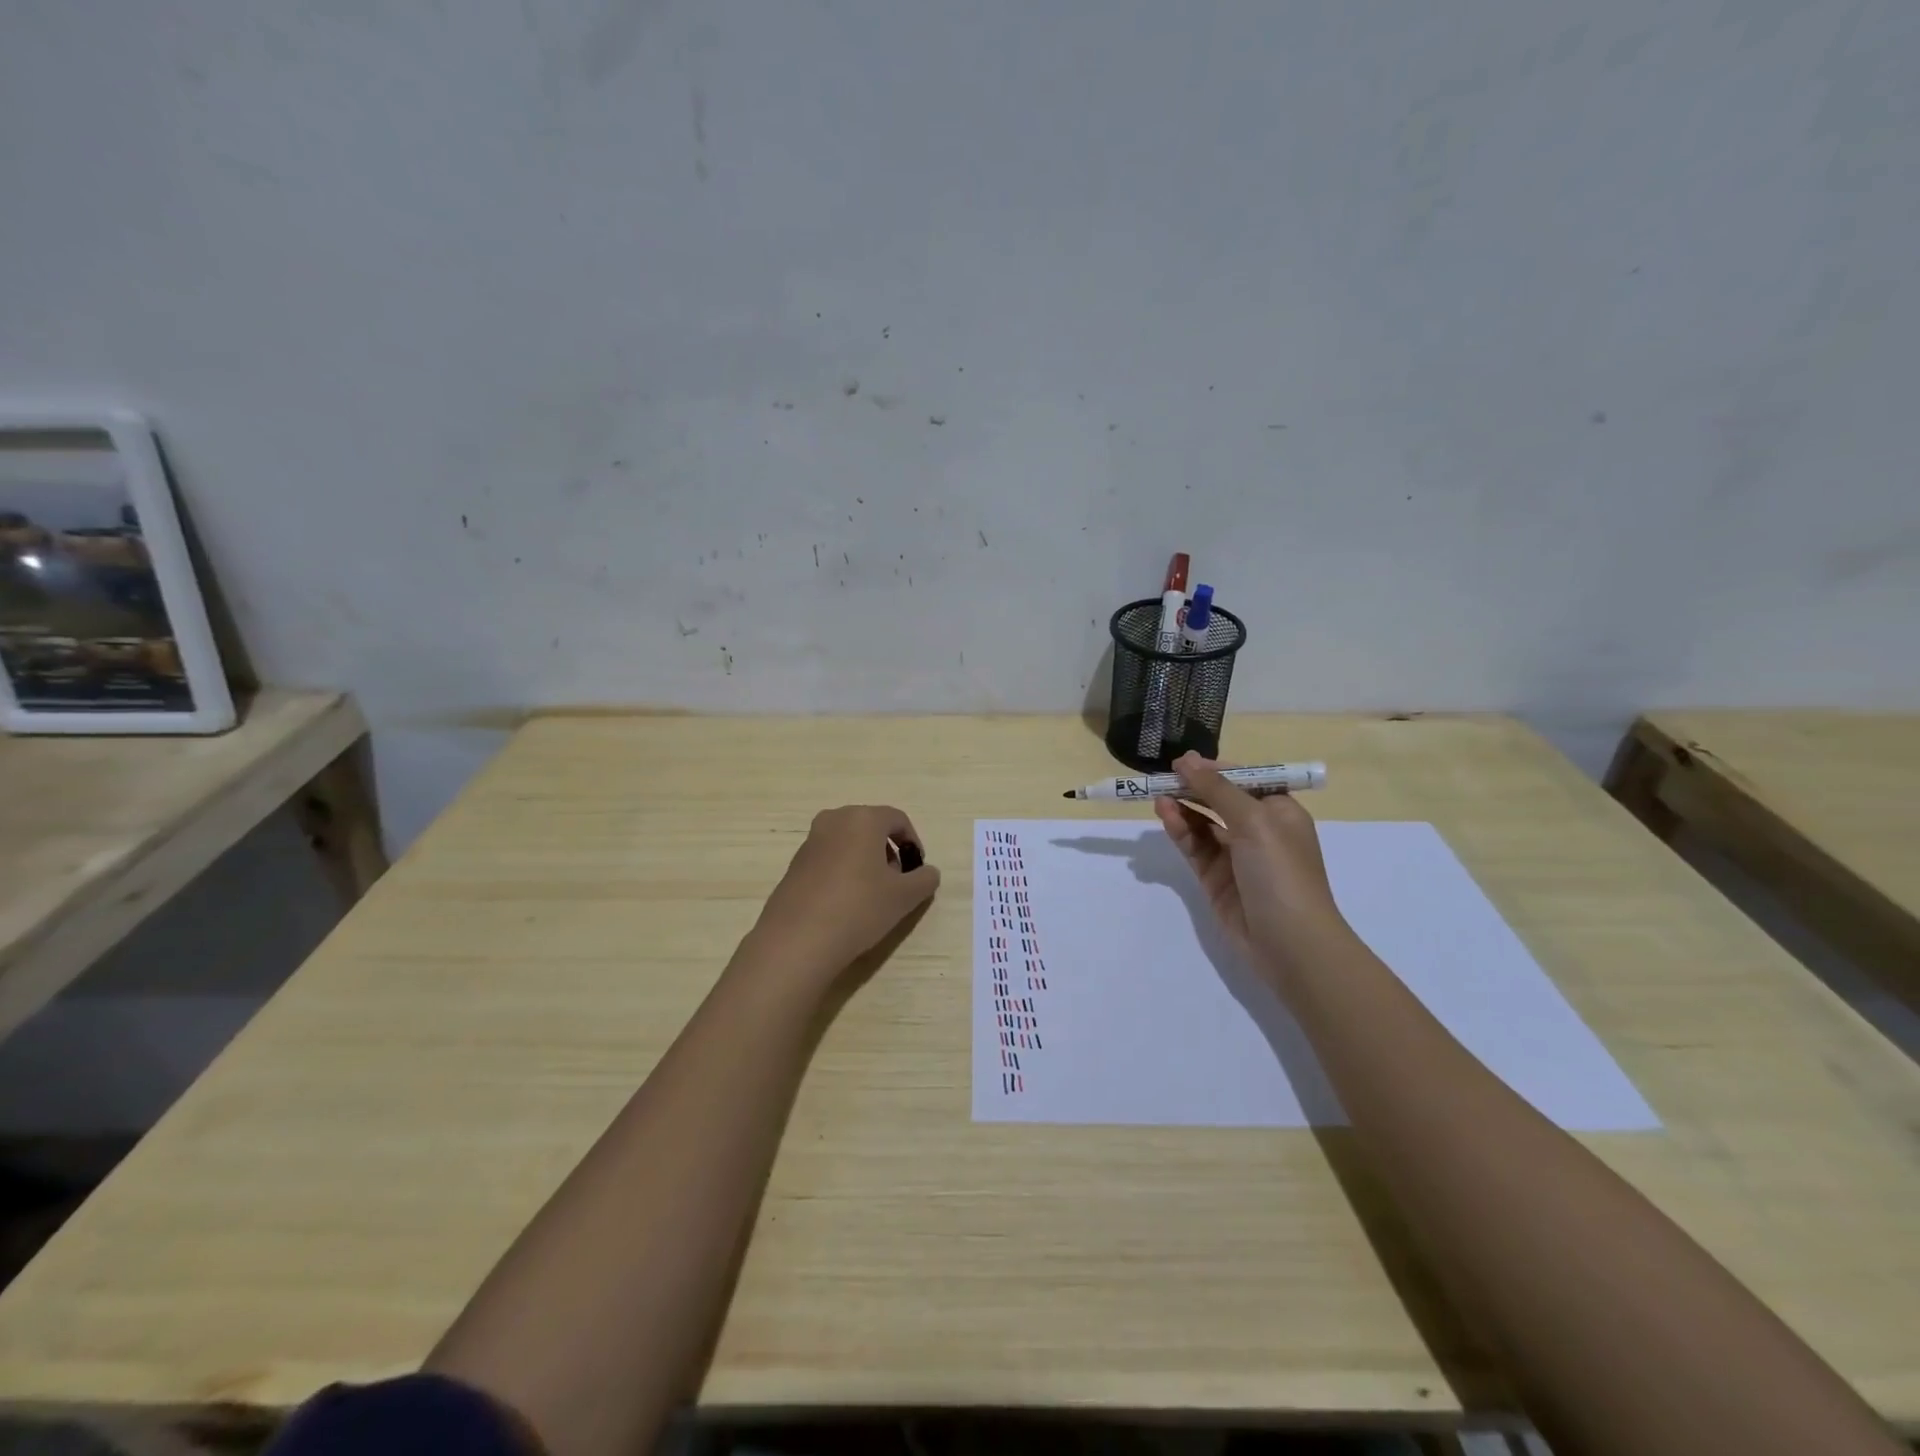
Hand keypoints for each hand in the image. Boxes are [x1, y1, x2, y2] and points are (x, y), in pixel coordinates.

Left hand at [749, 805, 940, 981]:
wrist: (798, 939)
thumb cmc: (859, 907)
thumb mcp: (904, 897)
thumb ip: (924, 879)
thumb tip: (928, 873)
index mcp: (863, 818)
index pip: (898, 819)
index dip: (913, 842)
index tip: (918, 869)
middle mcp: (834, 820)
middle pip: (871, 827)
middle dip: (888, 851)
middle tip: (897, 882)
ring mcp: (810, 841)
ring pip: (849, 842)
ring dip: (865, 861)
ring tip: (872, 895)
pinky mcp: (795, 863)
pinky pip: (829, 858)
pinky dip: (843, 871)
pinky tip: (846, 903)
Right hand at [1153, 753, 1348, 974]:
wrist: (1290, 943)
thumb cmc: (1281, 872)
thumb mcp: (1254, 821)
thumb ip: (1217, 789)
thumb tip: (1186, 759)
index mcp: (1279, 812)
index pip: (1244, 780)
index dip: (1214, 769)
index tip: (1183, 762)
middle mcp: (1259, 831)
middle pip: (1219, 800)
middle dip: (1193, 788)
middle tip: (1161, 777)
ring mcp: (1236, 857)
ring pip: (1202, 824)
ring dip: (1182, 808)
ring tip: (1158, 797)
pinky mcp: (1215, 879)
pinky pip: (1194, 847)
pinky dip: (1180, 831)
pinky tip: (1166, 817)